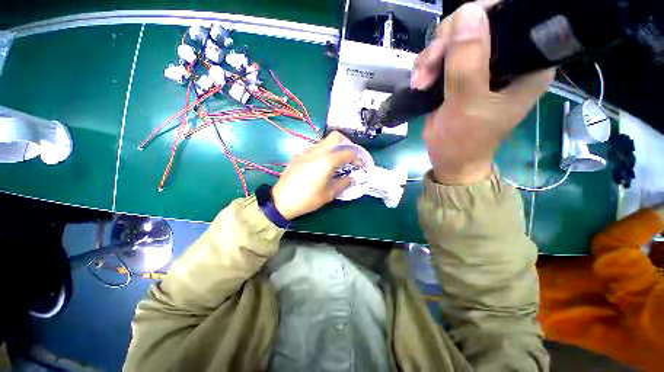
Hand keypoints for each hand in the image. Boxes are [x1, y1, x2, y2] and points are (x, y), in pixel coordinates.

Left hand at [272, 131, 359, 219]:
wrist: (281, 200)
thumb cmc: (308, 198)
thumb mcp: (329, 194)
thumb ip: (343, 183)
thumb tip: (351, 178)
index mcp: (327, 160)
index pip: (348, 151)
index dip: (358, 157)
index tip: (361, 165)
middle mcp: (317, 151)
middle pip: (336, 136)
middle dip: (347, 144)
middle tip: (350, 157)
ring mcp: (306, 151)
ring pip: (325, 141)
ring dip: (335, 147)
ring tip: (337, 161)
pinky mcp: (299, 155)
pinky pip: (315, 148)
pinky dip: (324, 152)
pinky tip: (323, 165)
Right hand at [412, 1, 554, 183]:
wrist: (450, 160)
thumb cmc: (464, 141)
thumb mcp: (467, 105)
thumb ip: (468, 63)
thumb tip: (467, 12)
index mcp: (527, 62)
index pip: (510, 17)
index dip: (479, 17)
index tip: (451, 40)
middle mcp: (508, 57)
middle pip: (477, 23)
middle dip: (446, 43)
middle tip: (428, 69)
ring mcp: (483, 64)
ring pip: (455, 37)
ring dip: (431, 57)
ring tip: (420, 82)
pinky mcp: (462, 73)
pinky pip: (442, 54)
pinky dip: (427, 64)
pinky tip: (419, 82)